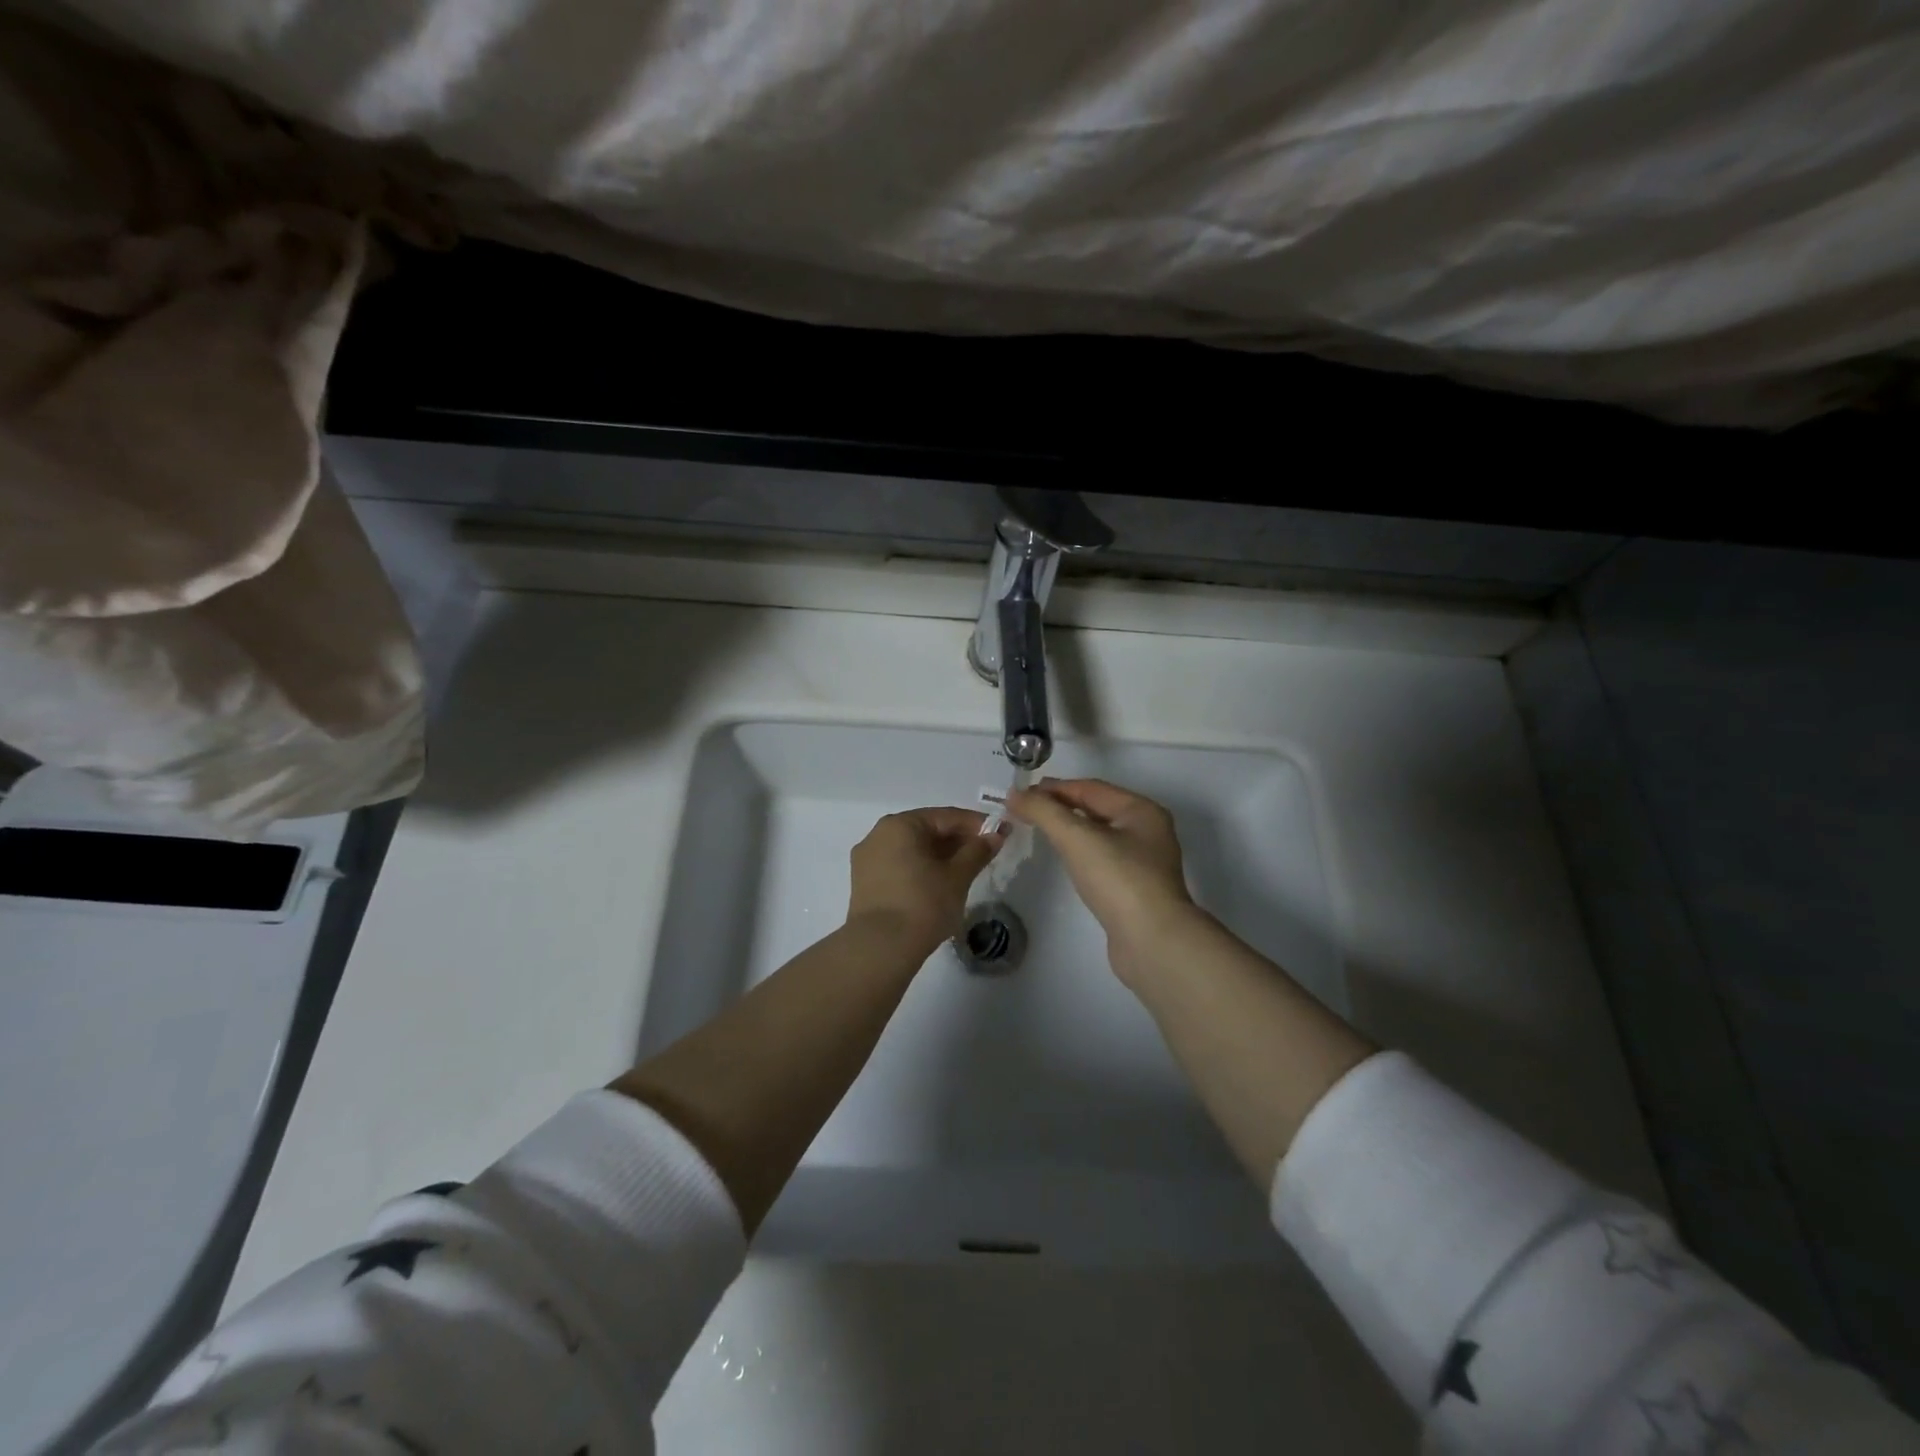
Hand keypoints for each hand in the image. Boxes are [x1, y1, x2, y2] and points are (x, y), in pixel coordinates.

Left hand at [847, 807, 1004, 958]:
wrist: (880, 948)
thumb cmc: (923, 904)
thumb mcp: (958, 876)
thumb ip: (978, 851)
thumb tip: (996, 835)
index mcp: (900, 824)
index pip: (946, 816)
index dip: (976, 824)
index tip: (1000, 834)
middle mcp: (878, 834)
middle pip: (926, 830)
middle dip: (957, 841)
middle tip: (985, 854)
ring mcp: (867, 860)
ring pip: (912, 850)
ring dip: (940, 856)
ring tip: (965, 871)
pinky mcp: (864, 884)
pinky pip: (899, 866)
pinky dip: (921, 869)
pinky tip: (939, 884)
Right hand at [1008, 779, 1201, 986]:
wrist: (1152, 942)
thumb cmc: (1118, 879)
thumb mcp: (1077, 838)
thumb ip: (1044, 812)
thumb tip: (1015, 794)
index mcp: (1141, 811)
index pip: (1090, 788)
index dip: (1054, 788)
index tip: (1021, 793)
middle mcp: (1147, 831)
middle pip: (1096, 809)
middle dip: (1060, 806)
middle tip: (1025, 810)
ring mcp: (1144, 862)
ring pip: (1099, 834)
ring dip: (1069, 829)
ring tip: (1039, 830)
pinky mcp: (1135, 889)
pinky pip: (1101, 859)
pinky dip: (1079, 852)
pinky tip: (1064, 859)